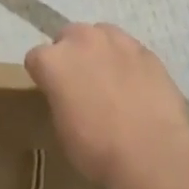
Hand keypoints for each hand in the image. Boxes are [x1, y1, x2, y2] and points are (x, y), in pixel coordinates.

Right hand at [26, 23, 188, 188]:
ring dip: (99, 51)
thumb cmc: (97, 149)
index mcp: (54, 61)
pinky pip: (128, 49)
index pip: (36, 57)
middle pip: (68, 36)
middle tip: (80, 84)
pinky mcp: (145, 50)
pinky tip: (135, 86)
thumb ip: (60, 97)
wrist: (151, 153)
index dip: (43, 75)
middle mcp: (82, 40)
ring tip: (109, 80)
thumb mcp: (62, 128)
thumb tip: (69, 93)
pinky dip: (127, 61)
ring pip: (100, 35)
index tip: (52, 92)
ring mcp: (117, 40)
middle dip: (71, 54)